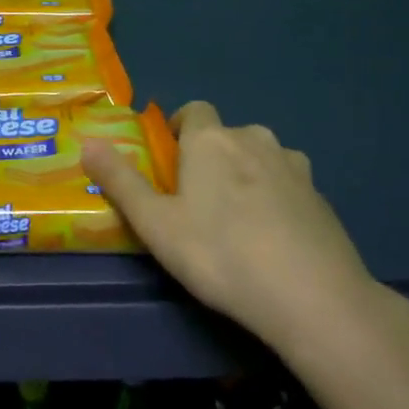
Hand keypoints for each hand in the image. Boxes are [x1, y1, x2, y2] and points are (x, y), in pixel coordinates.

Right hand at [81, 101, 381, 355]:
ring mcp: (294, 166)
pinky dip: (277, 199)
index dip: (179, 130)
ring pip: (260, 158)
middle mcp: (254, 139)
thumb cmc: (221, 254)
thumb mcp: (156, 224)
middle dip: (211, 158)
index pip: (193, 111)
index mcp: (211, 139)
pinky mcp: (321, 196)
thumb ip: (120, 181)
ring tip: (238, 223)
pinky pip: (288, 185)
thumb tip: (87, 142)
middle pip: (226, 136)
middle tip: (198, 203)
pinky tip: (274, 240)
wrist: (314, 297)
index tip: (171, 165)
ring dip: (246, 176)